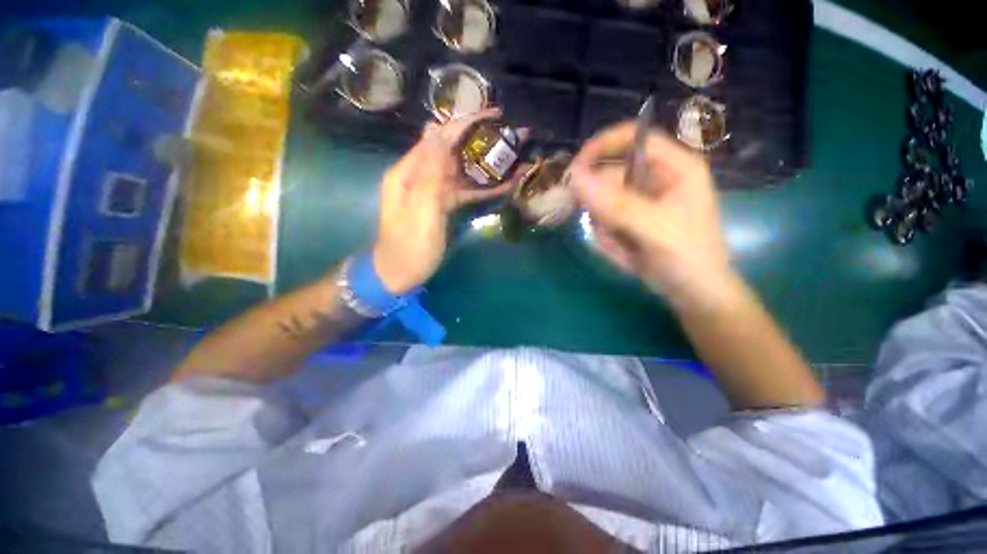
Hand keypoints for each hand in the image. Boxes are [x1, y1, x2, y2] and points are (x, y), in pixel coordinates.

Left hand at [373, 109, 523, 293]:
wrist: (400, 274)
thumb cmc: (409, 247)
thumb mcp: (420, 211)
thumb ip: (430, 174)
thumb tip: (437, 132)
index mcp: (409, 171)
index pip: (439, 137)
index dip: (466, 123)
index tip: (495, 116)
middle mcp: (422, 175)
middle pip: (454, 150)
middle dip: (483, 141)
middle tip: (514, 137)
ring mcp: (435, 191)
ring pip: (464, 171)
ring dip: (488, 165)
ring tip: (517, 158)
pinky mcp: (444, 205)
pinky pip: (466, 191)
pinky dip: (484, 188)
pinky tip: (506, 185)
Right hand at [569, 122, 733, 308]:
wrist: (693, 292)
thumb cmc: (686, 257)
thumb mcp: (653, 229)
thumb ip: (615, 204)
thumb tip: (575, 179)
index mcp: (675, 167)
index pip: (634, 138)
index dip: (602, 146)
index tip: (575, 168)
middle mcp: (657, 178)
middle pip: (612, 175)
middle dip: (600, 203)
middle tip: (599, 225)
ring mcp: (643, 201)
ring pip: (604, 201)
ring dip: (604, 226)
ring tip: (622, 246)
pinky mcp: (632, 219)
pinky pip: (605, 220)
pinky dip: (607, 237)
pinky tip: (624, 253)